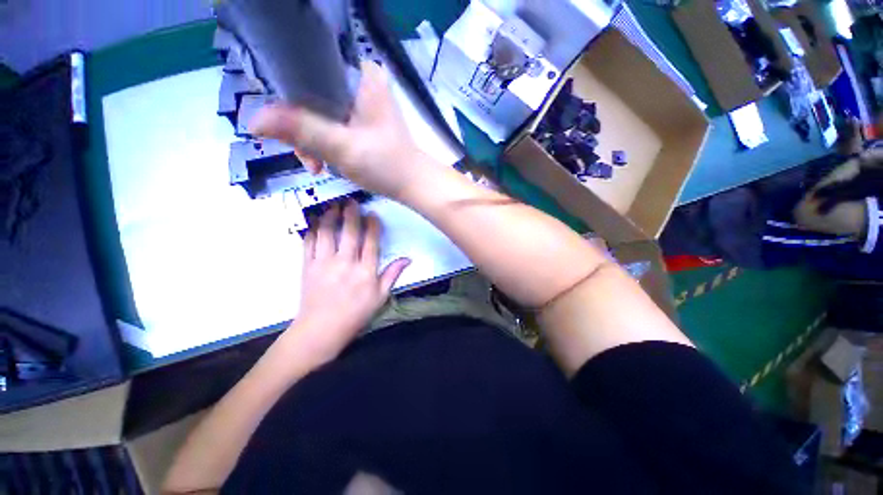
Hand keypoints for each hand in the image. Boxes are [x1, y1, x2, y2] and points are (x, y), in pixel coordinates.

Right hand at [250, 61, 430, 199]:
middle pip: (311, 93)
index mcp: (361, 74)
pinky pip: (330, 122)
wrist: (412, 184)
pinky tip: (326, 161)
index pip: (307, 69)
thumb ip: (302, 130)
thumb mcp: (343, 147)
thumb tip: (253, 120)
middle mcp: (361, 80)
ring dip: (312, 140)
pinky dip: (324, 142)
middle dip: (302, 129)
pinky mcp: (361, 118)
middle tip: (308, 159)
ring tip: (317, 165)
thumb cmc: (386, 166)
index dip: (287, 98)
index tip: (286, 130)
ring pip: (318, 110)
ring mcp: (361, 100)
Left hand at [288, 201, 409, 363]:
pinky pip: (308, 243)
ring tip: (333, 206)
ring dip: (330, 217)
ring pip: (327, 233)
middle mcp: (345, 263)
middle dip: (351, 214)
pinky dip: (311, 230)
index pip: (371, 242)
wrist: (322, 329)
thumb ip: (392, 274)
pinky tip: (314, 221)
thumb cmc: (356, 313)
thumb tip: (408, 259)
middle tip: (351, 201)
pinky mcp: (307, 266)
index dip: (372, 225)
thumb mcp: (380, 296)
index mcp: (365, 271)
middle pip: (349, 232)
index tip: (372, 214)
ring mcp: (324, 263)